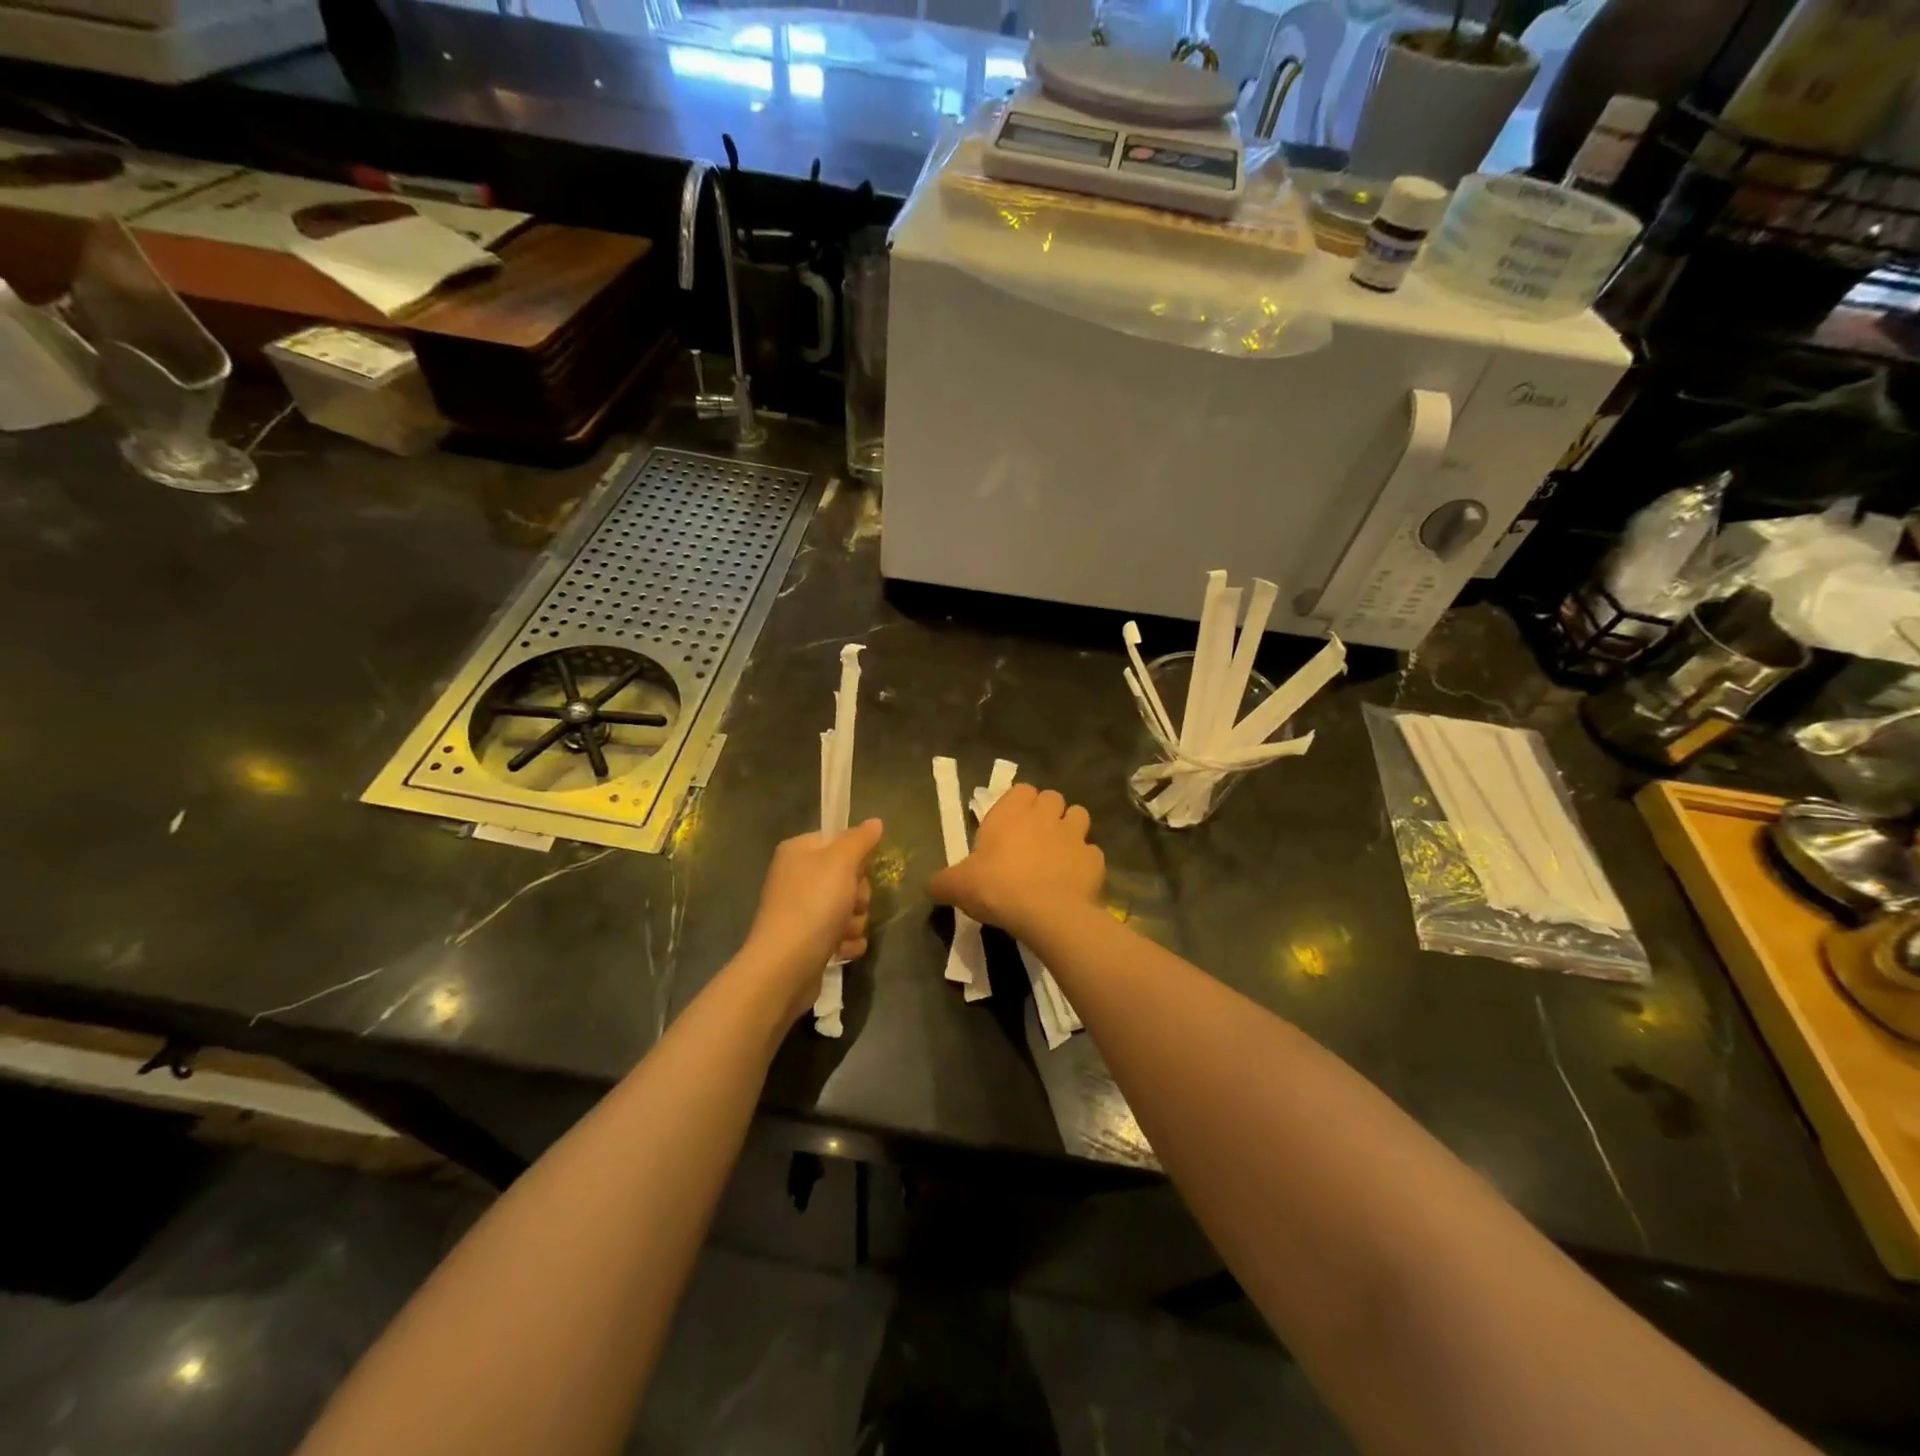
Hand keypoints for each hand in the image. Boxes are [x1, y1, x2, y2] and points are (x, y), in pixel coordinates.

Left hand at [743, 819, 883, 1013]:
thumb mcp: (840, 862)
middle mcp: (797, 878)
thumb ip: (860, 840)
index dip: (855, 857)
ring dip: (854, 922)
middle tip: (850, 903)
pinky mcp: (809, 941)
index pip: (838, 841)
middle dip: (858, 895)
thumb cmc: (813, 905)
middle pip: (848, 877)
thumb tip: (875, 822)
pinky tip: (840, 950)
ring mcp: (802, 911)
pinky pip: (842, 935)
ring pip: (849, 908)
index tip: (858, 870)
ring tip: (842, 932)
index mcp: (798, 852)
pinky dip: (846, 943)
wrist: (785, 966)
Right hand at [928, 785, 1103, 941]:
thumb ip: (942, 882)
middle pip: (1052, 798)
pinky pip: (1092, 853)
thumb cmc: (997, 888)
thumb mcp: (957, 886)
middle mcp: (1046, 815)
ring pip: (1079, 816)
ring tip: (1058, 852)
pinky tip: (1073, 880)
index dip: (1018, 803)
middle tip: (1033, 838)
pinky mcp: (1095, 859)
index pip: (1021, 789)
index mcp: (1012, 812)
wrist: (1046, 914)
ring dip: (1070, 829)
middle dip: (1046, 812)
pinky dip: (1084, 862)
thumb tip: (929, 885)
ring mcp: (1075, 835)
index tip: (1010, 824)